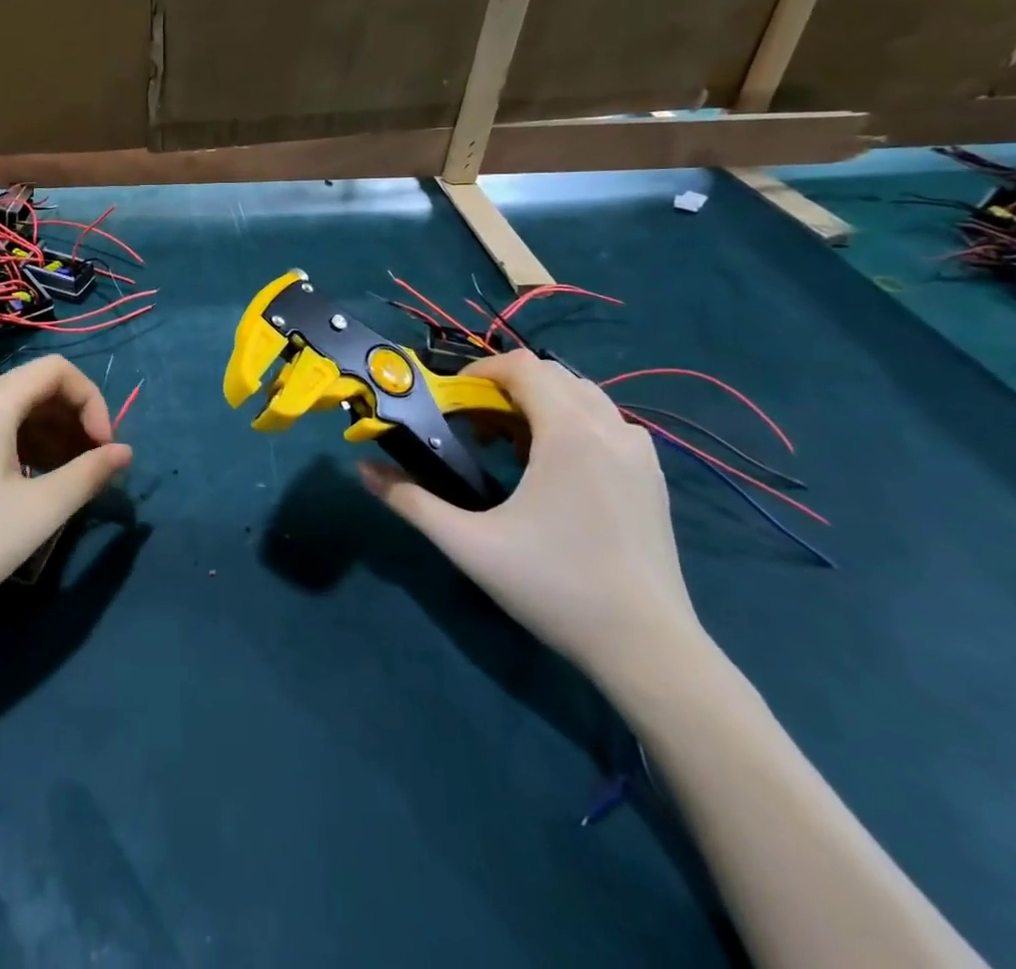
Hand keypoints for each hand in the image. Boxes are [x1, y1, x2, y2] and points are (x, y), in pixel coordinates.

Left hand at [0, 355, 131, 634]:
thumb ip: (89, 473)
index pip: (57, 370)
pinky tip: (36, 479)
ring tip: (70, 475)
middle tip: (93, 463)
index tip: (104, 446)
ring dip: (51, 432)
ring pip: (15, 408)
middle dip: (73, 418)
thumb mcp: (41, 509)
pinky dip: (24, 442)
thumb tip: (125, 452)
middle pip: (35, 386)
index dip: (91, 400)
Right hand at [359, 349, 701, 683]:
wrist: (649, 649)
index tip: (451, 400)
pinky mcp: (653, 477)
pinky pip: (606, 424)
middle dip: (505, 388)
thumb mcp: (469, 544)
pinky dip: (572, 424)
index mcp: (569, 433)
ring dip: (540, 404)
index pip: (522, 366)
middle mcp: (610, 429)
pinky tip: (553, 469)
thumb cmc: (555, 586)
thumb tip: (362, 469)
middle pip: (551, 375)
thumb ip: (411, 501)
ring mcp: (640, 453)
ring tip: (509, 446)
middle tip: (473, 426)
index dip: (479, 371)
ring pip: (582, 397)